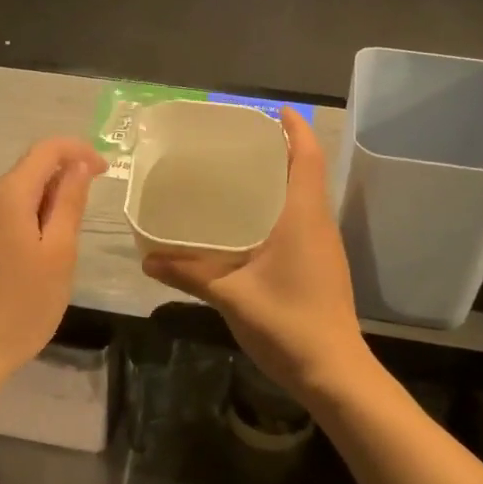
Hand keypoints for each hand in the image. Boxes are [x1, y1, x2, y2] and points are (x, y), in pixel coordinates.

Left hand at [0, 138, 105, 388]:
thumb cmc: (21, 306)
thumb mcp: (59, 253)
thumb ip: (69, 202)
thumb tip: (77, 166)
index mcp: (6, 196)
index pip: (46, 150)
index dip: (78, 151)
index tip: (103, 171)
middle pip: (28, 172)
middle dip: (61, 183)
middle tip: (84, 221)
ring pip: (13, 197)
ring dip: (42, 206)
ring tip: (58, 249)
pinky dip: (21, 223)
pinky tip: (29, 260)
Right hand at [142, 109, 372, 401]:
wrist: (335, 373)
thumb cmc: (288, 324)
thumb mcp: (231, 296)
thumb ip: (189, 274)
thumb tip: (147, 260)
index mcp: (303, 217)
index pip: (307, 157)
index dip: (296, 128)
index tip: (277, 109)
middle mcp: (318, 223)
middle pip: (306, 172)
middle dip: (281, 149)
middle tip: (240, 141)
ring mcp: (323, 246)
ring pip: (305, 197)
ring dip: (281, 178)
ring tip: (240, 173)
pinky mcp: (322, 265)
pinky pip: (302, 219)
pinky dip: (280, 206)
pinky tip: (250, 222)